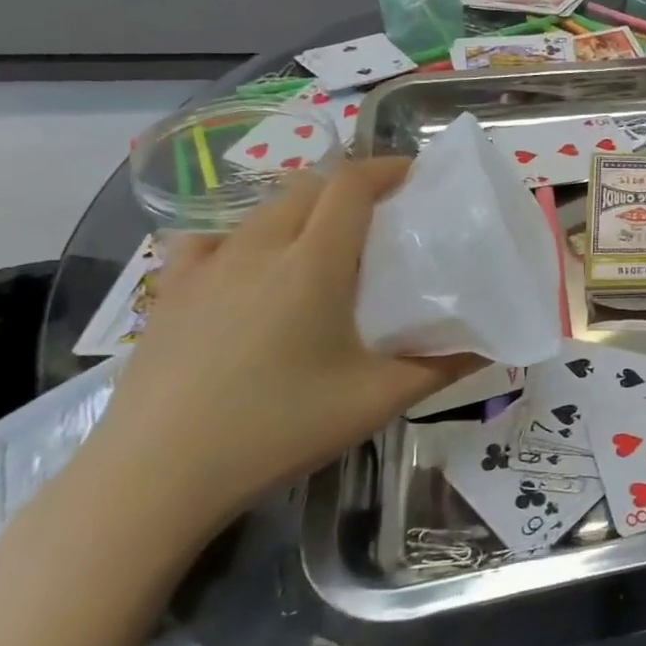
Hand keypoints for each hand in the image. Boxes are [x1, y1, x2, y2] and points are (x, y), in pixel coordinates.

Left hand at [83, 157, 478, 539]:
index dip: (387, 167)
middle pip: (308, 187)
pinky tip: (247, 266)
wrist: (155, 477)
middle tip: (383, 212)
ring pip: (262, 210)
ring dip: (302, 208)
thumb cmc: (278, 428)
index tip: (417, 174)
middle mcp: (259, 248)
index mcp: (314, 262)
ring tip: (325, 240)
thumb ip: (440, 368)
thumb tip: (490, 349)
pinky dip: (242, 237)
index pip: (351, 184)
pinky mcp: (169, 294)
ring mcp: (206, 268)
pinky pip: (210, 241)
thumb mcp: (376, 400)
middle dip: (350, 186)